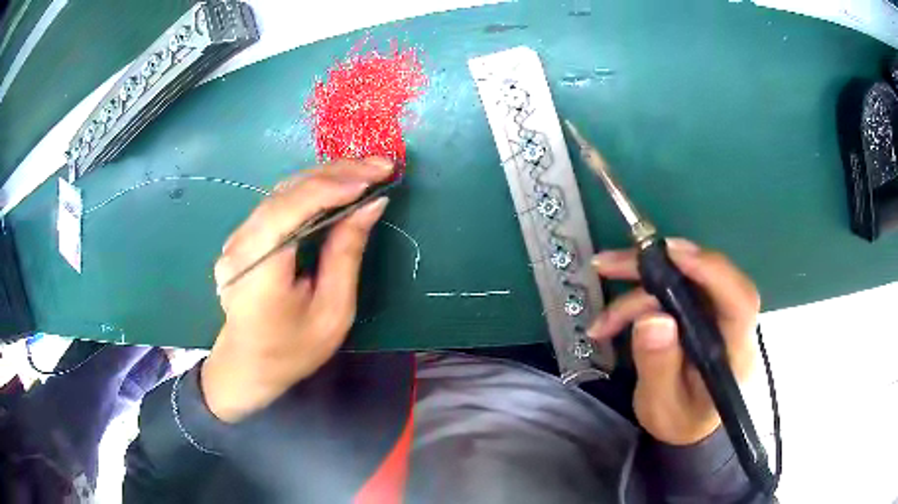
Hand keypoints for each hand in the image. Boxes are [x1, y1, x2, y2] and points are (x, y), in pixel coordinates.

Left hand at [201, 158, 393, 421]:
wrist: (247, 366)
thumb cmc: (293, 350)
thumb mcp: (332, 311)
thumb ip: (347, 253)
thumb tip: (371, 204)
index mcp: (257, 270)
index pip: (290, 210)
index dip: (331, 188)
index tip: (374, 178)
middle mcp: (239, 246)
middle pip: (286, 192)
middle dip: (336, 173)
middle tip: (381, 165)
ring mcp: (236, 239)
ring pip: (282, 192)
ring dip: (326, 176)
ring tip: (366, 169)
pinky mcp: (241, 238)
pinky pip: (277, 203)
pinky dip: (310, 190)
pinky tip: (336, 185)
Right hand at [588, 239, 758, 444]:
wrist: (690, 425)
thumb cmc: (681, 421)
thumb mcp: (663, 406)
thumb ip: (659, 367)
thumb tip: (651, 319)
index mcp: (736, 351)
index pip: (739, 300)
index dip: (712, 270)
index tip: (672, 254)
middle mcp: (731, 323)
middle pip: (705, 278)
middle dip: (657, 266)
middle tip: (612, 263)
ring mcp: (716, 313)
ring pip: (684, 278)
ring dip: (640, 278)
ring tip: (602, 276)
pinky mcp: (700, 311)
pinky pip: (673, 289)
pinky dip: (640, 293)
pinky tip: (612, 312)